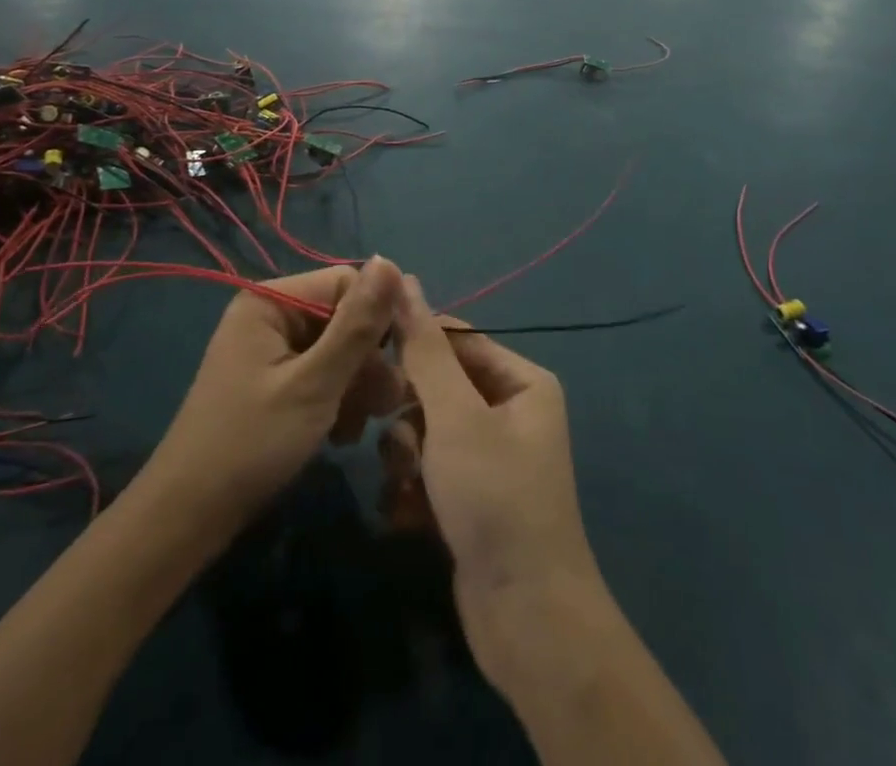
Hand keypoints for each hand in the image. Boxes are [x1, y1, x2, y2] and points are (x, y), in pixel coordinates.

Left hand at [148, 259, 403, 538]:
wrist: (187, 520)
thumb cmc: (250, 445)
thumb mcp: (314, 384)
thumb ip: (357, 326)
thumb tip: (391, 260)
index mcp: (271, 300)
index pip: (346, 283)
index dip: (376, 319)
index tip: (397, 364)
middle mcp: (270, 314)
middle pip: (343, 317)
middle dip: (367, 362)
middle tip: (384, 406)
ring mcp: (270, 349)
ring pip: (338, 349)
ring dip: (356, 386)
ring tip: (358, 427)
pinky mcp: (273, 381)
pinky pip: (321, 373)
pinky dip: (337, 399)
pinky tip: (341, 434)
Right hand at [388, 276, 598, 634]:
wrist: (526, 620)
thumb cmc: (494, 497)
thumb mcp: (455, 415)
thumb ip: (423, 347)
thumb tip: (401, 275)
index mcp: (522, 381)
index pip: (457, 338)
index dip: (413, 344)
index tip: (369, 356)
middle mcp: (511, 412)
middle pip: (439, 387)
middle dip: (410, 414)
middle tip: (395, 437)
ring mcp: (491, 459)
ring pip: (427, 431)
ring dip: (407, 455)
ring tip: (407, 484)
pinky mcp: (472, 500)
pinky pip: (430, 471)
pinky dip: (414, 488)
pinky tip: (408, 515)